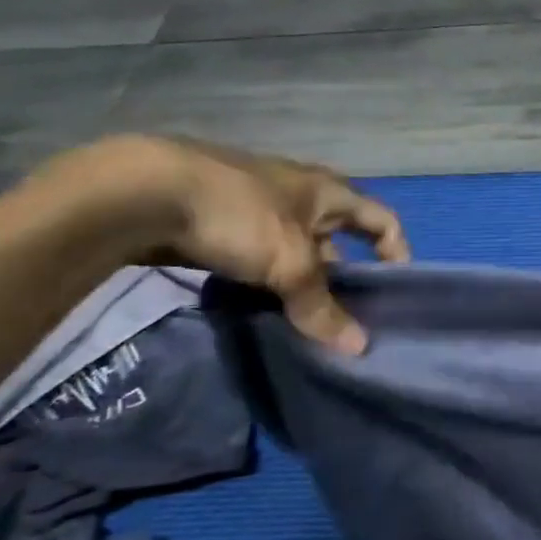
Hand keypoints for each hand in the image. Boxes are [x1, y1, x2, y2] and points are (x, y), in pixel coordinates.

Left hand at [75, 136, 408, 354]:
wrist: (143, 190)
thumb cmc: (240, 215)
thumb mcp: (290, 264)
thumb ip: (322, 307)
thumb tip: (359, 348)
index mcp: (330, 192)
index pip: (383, 219)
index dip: (397, 252)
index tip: (394, 291)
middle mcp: (301, 194)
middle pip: (339, 238)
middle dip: (344, 275)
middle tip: (344, 316)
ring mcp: (258, 206)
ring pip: (295, 249)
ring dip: (302, 281)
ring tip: (300, 319)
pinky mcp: (220, 220)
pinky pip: (259, 255)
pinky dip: (265, 279)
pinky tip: (255, 305)